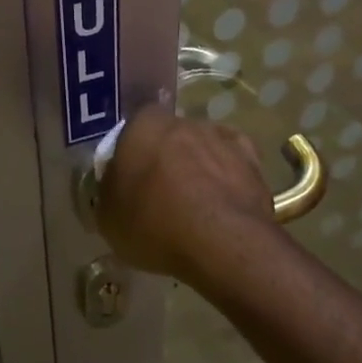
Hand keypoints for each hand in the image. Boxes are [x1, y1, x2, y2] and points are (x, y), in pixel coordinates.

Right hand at [95, 105, 281, 280]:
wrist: (221, 240)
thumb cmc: (153, 223)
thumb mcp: (108, 218)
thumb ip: (108, 193)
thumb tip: (114, 188)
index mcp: (143, 126)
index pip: (132, 128)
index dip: (131, 153)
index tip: (130, 180)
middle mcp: (184, 122)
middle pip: (170, 137)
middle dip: (166, 159)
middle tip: (160, 195)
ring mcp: (222, 138)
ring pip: (203, 149)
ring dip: (199, 169)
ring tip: (195, 207)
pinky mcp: (253, 161)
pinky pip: (234, 165)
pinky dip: (227, 179)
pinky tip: (222, 204)